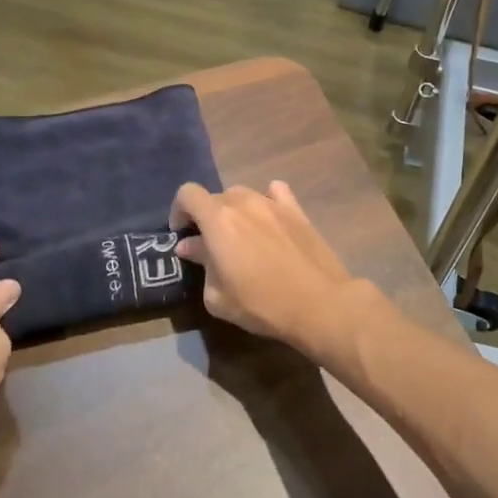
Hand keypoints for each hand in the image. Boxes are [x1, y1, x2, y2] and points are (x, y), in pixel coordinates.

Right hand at [171, 180, 364, 357]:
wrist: (318, 303)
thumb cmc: (261, 304)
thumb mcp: (217, 296)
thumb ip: (201, 264)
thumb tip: (190, 246)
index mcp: (218, 219)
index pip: (187, 194)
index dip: (179, 211)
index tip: (182, 234)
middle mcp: (243, 202)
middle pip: (216, 197)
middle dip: (207, 217)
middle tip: (212, 247)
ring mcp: (273, 203)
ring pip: (243, 195)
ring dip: (235, 211)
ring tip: (242, 237)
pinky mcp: (297, 210)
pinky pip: (276, 193)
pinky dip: (267, 201)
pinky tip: (269, 219)